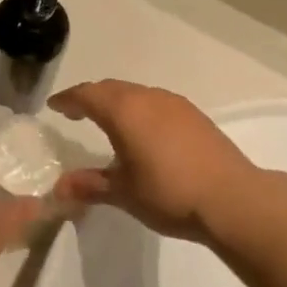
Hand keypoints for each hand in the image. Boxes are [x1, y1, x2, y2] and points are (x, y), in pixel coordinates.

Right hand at [49, 81, 266, 242]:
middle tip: (76, 111)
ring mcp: (174, 104)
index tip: (54, 105)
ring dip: (117, 102)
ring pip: (136, 93)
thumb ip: (90, 185)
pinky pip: (156, 102)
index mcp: (124, 111)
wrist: (233, 198)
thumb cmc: (169, 193)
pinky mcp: (194, 115)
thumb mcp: (124, 192)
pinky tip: (144, 131)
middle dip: (91, 97)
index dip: (68, 99)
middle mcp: (147, 98)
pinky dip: (140, 109)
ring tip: (108, 121)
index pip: (87, 95)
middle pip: (111, 89)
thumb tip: (59, 187)